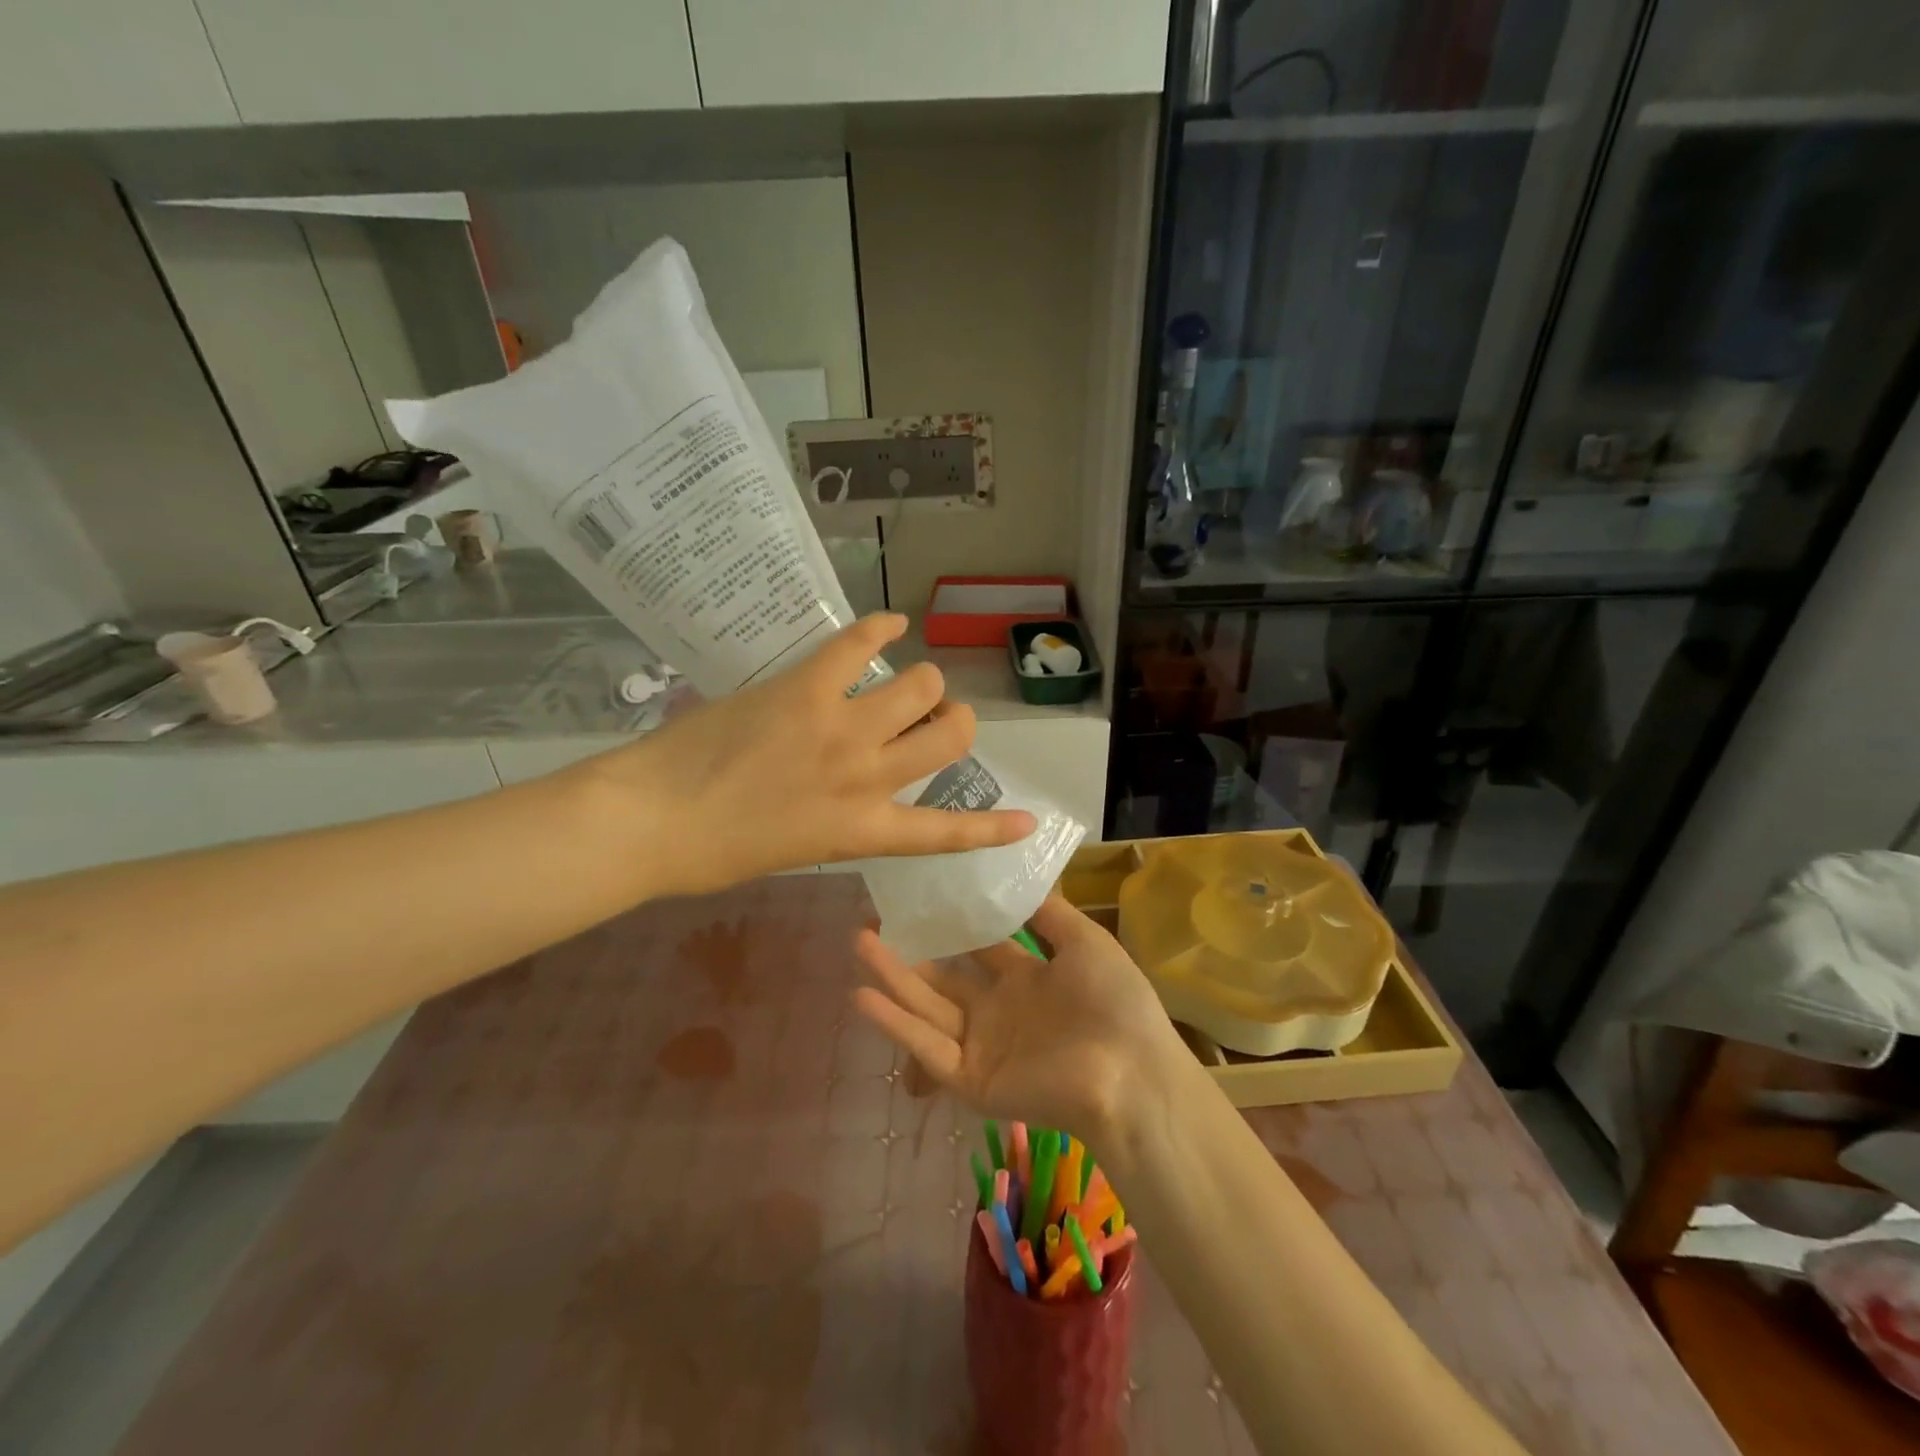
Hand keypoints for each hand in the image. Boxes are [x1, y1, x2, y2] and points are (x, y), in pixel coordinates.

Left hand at [567, 614, 1034, 896]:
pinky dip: (881, 627)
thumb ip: (839, 822)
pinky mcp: (806, 687)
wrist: (649, 821)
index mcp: (862, 831)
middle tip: (931, 718)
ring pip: (922, 685)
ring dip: (924, 681)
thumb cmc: (714, 854)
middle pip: (950, 735)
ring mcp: (840, 728)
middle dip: (954, 722)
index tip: (1029, 819)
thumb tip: (852, 794)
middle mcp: (867, 778)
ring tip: (906, 679)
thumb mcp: (796, 851)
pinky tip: (890, 623)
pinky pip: (860, 643)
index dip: (994, 827)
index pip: (946, 832)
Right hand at [851, 895, 1191, 1150]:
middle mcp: (998, 1010)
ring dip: (892, 977)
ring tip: (858, 942)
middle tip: (870, 919)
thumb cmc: (1113, 1003)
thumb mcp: (1085, 943)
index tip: (917, 895)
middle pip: (943, 977)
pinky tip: (863, 994)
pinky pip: (927, 1047)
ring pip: (926, 1006)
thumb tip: (1020, 874)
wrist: (1132, 1074)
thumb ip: (1049, 914)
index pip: (978, 946)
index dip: (949, 923)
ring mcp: (981, 1045)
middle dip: (908, 950)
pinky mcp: (970, 1079)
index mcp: (1027, 979)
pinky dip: (896, 1023)